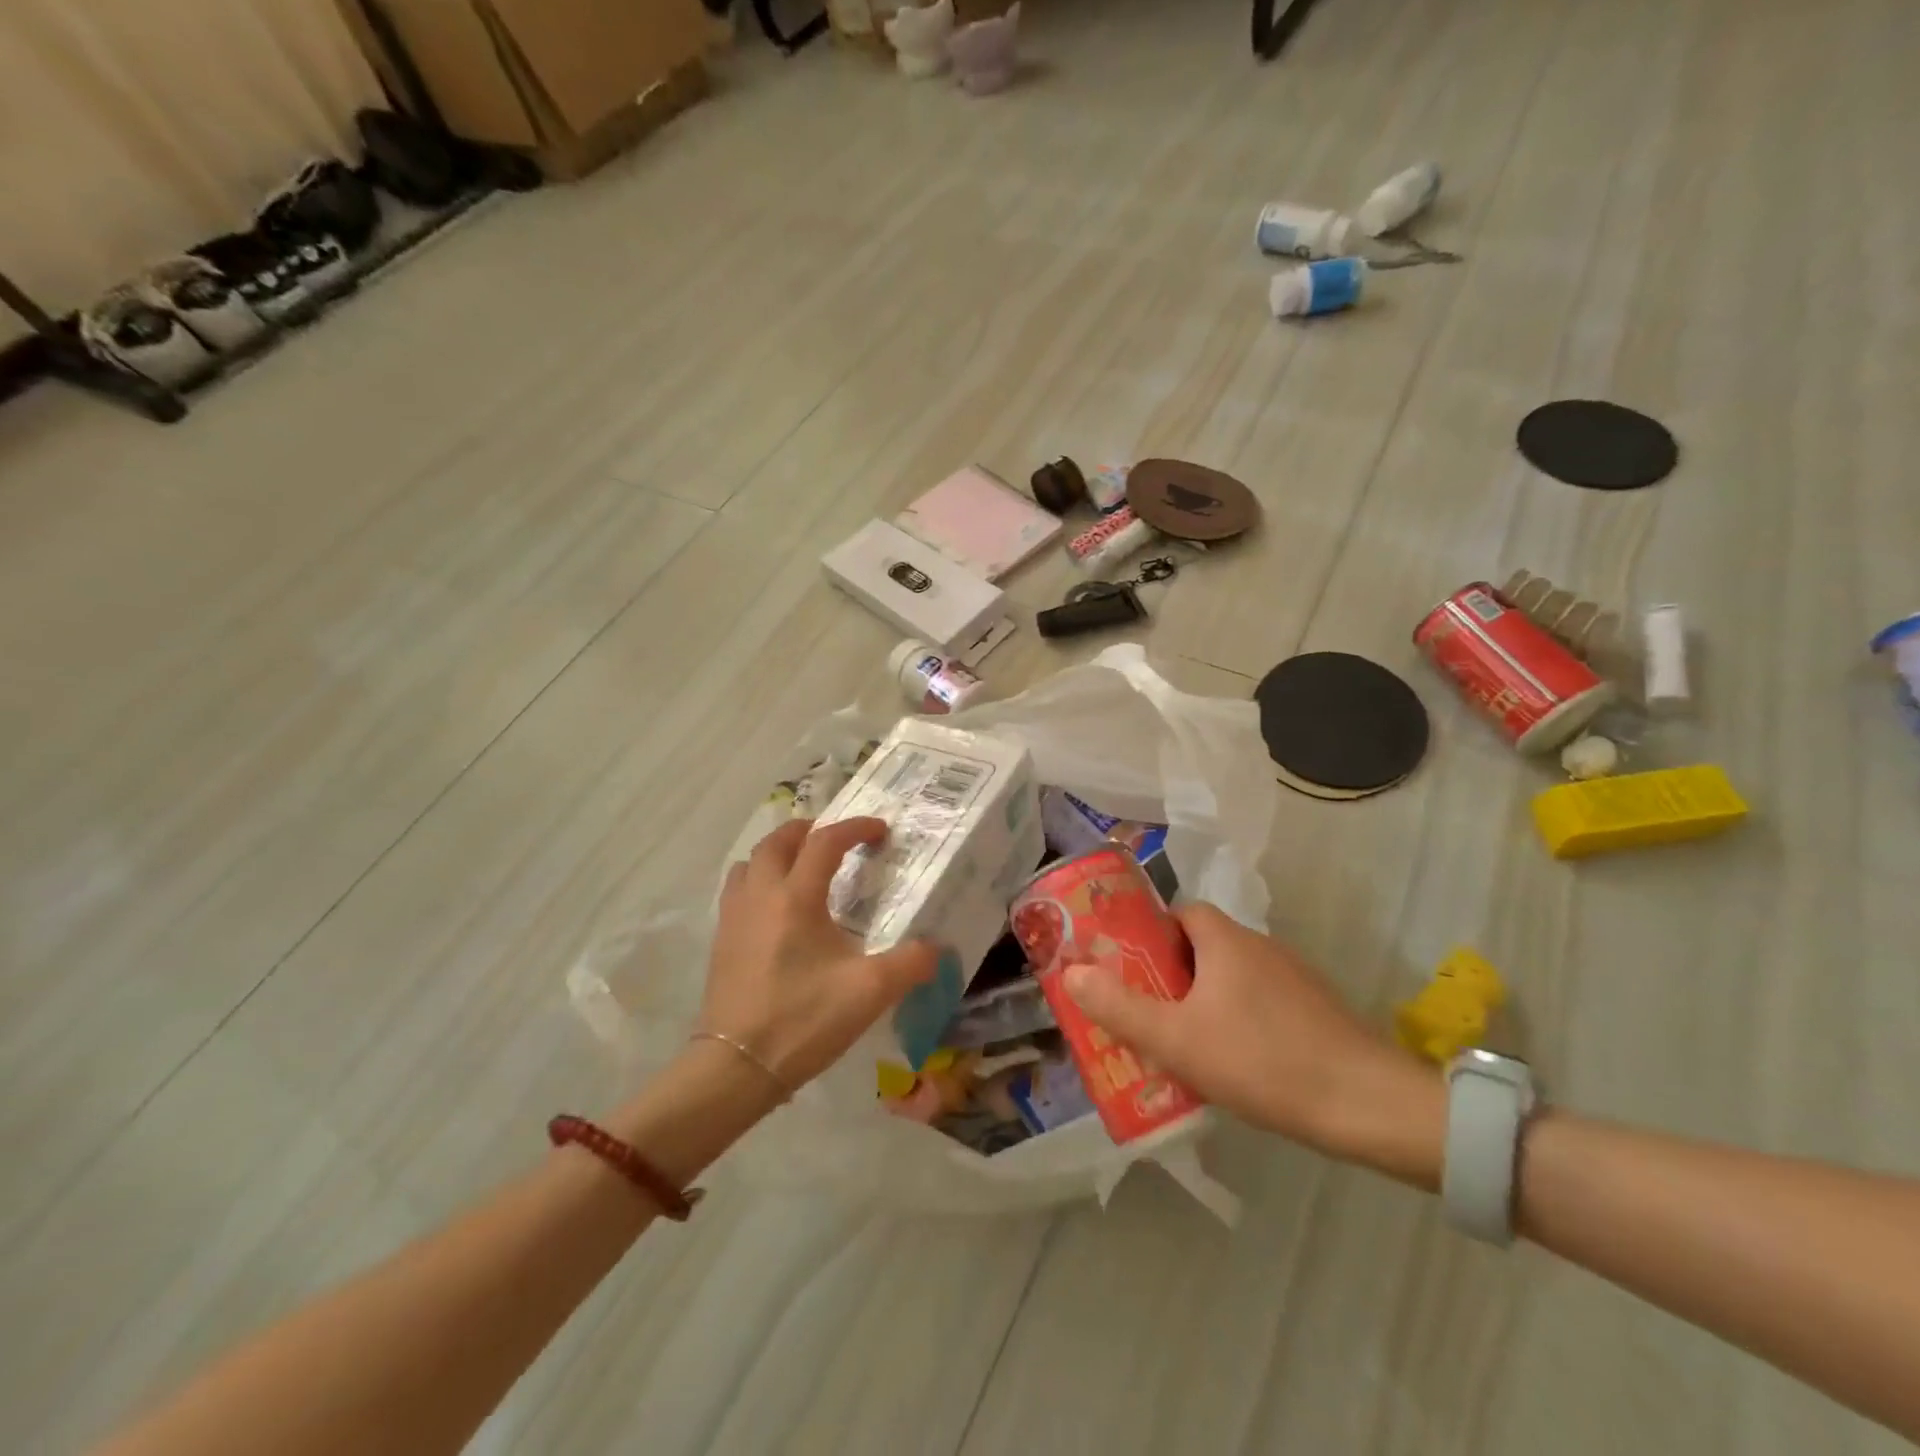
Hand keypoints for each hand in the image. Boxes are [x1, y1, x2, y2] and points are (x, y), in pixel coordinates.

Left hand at [701, 817, 936, 1091]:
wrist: (736, 1067)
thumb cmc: (804, 1019)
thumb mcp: (870, 992)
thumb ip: (911, 964)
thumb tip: (937, 949)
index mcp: (796, 897)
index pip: (825, 842)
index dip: (854, 828)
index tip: (879, 830)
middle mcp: (760, 896)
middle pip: (776, 842)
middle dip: (807, 830)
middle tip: (832, 837)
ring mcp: (733, 919)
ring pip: (748, 864)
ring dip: (775, 853)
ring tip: (798, 866)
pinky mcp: (720, 943)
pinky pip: (736, 892)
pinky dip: (756, 882)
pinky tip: (774, 910)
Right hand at [1064, 904, 1442, 1180]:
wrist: (1370, 1106)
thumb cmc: (1262, 1061)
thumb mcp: (1176, 1039)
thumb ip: (1119, 1006)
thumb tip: (1069, 972)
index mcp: (1226, 939)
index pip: (1179, 913)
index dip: (1149, 935)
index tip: (1130, 969)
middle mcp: (1260, 946)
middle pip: (1202, 946)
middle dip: (1171, 975)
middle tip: (1147, 1012)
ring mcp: (1295, 978)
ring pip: (1232, 978)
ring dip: (1205, 1001)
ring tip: (1182, 1044)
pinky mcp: (1316, 1011)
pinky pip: (1261, 1003)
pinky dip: (1240, 1021)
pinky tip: (1235, 1064)